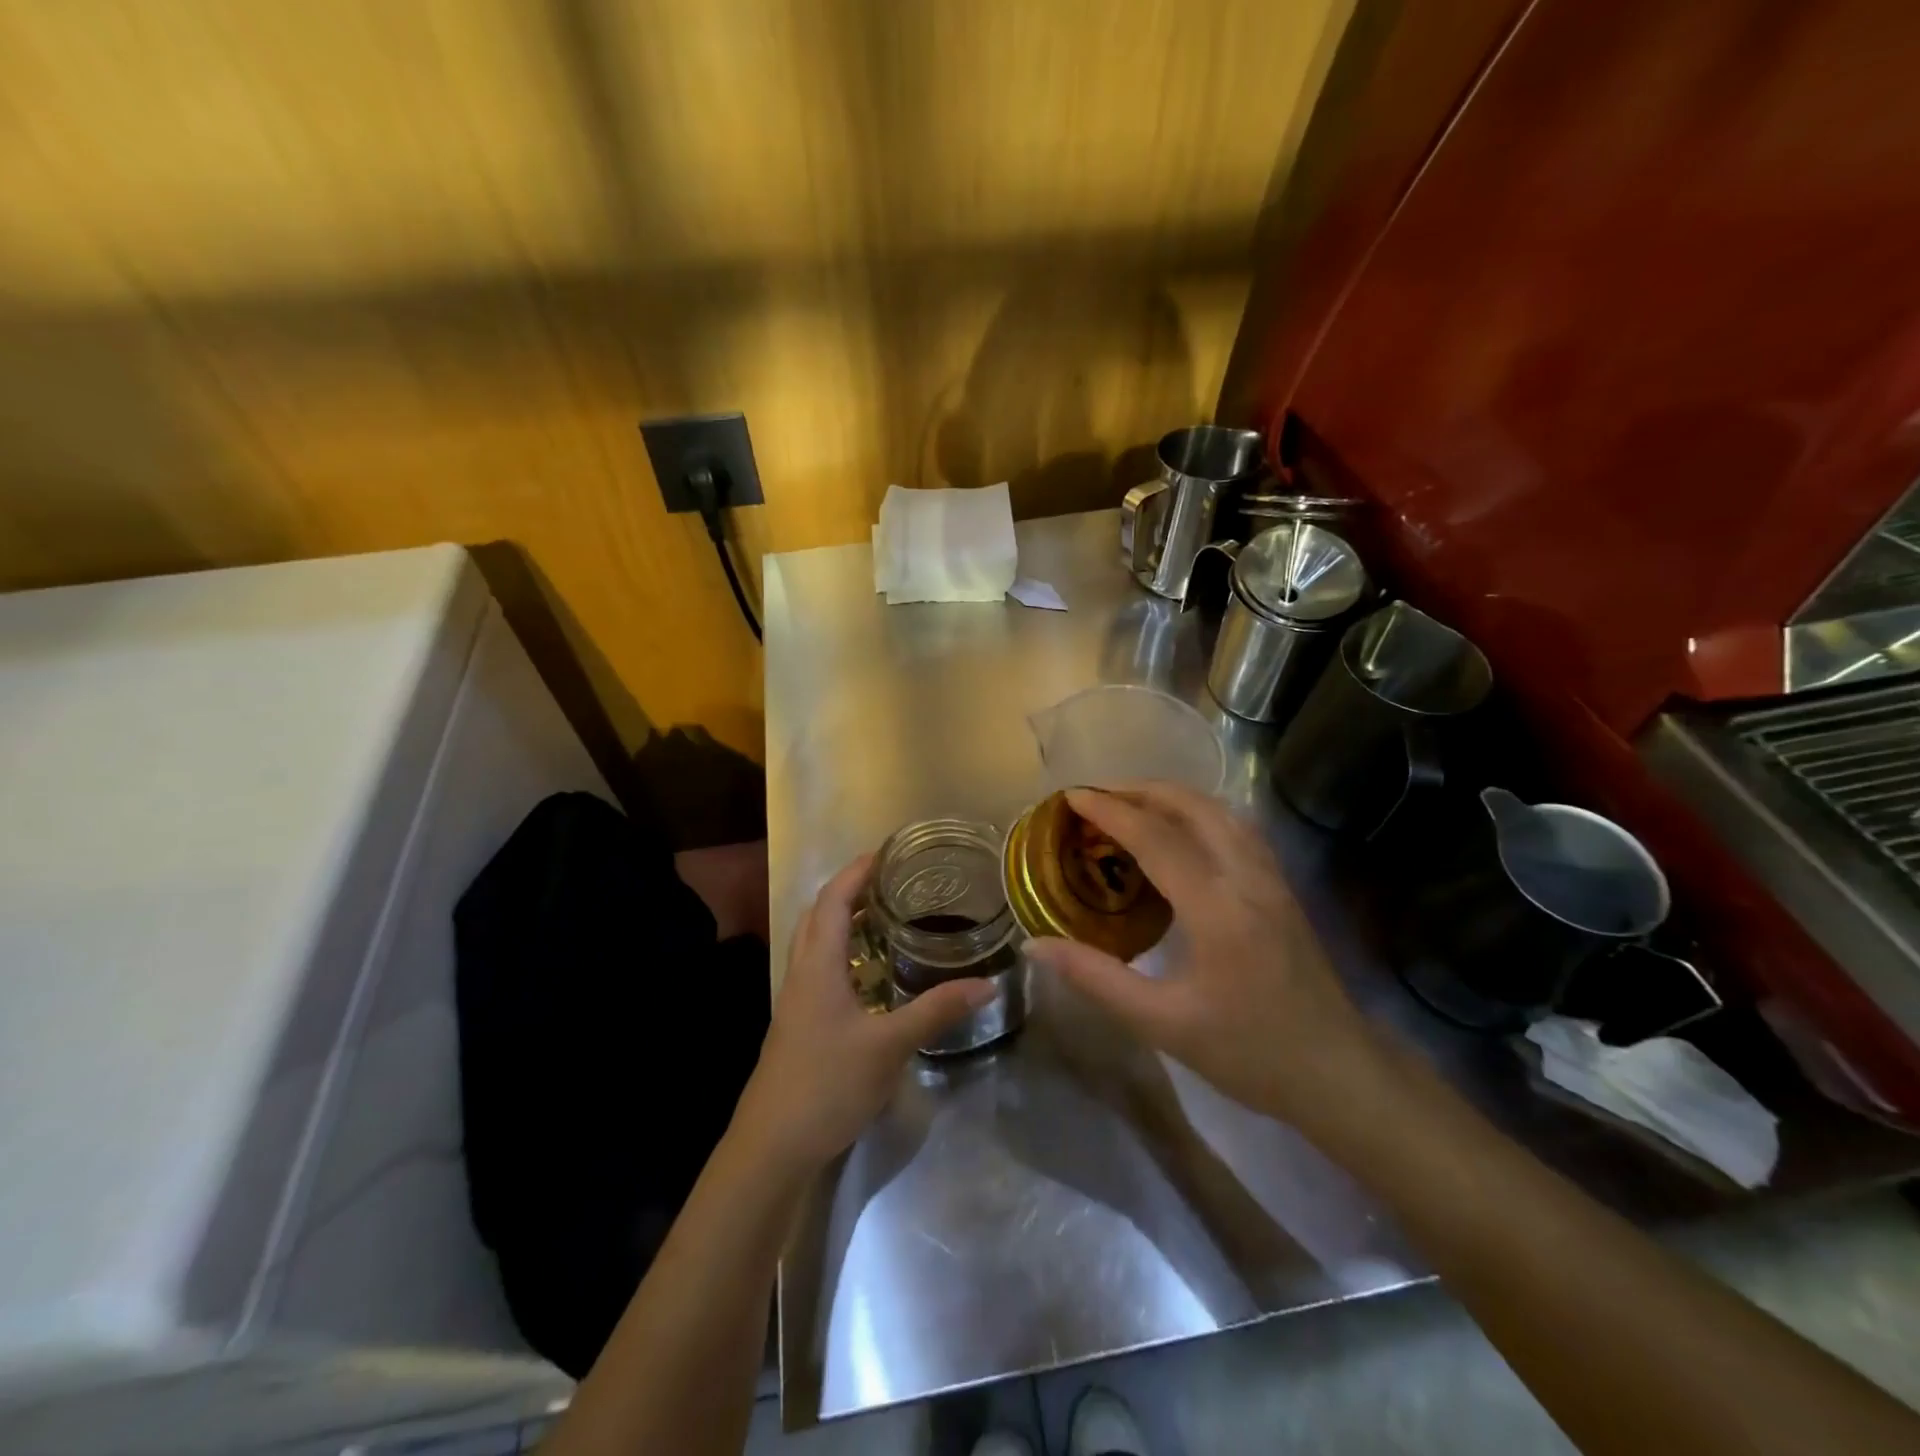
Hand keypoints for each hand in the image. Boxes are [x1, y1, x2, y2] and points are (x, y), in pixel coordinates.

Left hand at [734, 853, 996, 1169]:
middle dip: (849, 889)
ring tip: (883, 916)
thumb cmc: (826, 1085)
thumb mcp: (889, 1046)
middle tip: (890, 880)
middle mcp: (802, 973)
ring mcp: (796, 1001)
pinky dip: (842, 953)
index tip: (886, 851)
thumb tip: (987, 983)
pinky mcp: (798, 1024)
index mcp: (818, 966)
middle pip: (819, 914)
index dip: (856, 871)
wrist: (772, 1147)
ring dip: (843, 920)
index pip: (833, 900)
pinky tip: (870, 974)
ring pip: (815, 942)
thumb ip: (936, 1011)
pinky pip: (819, 969)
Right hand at [1025, 784, 1384, 1130]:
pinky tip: (1181, 832)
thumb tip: (1034, 945)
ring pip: (1220, 811)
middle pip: (1193, 806)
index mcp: (1217, 909)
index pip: (1156, 837)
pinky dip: (1200, 813)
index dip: (1110, 811)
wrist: (1337, 1073)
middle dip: (1140, 791)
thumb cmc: (1247, 1053)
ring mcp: (1271, 878)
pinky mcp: (1282, 887)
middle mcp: (1247, 878)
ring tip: (1131, 807)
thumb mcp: (1161, 1023)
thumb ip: (1095, 978)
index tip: (1072, 796)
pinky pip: (1237, 828)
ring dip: (1172, 797)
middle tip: (1096, 798)